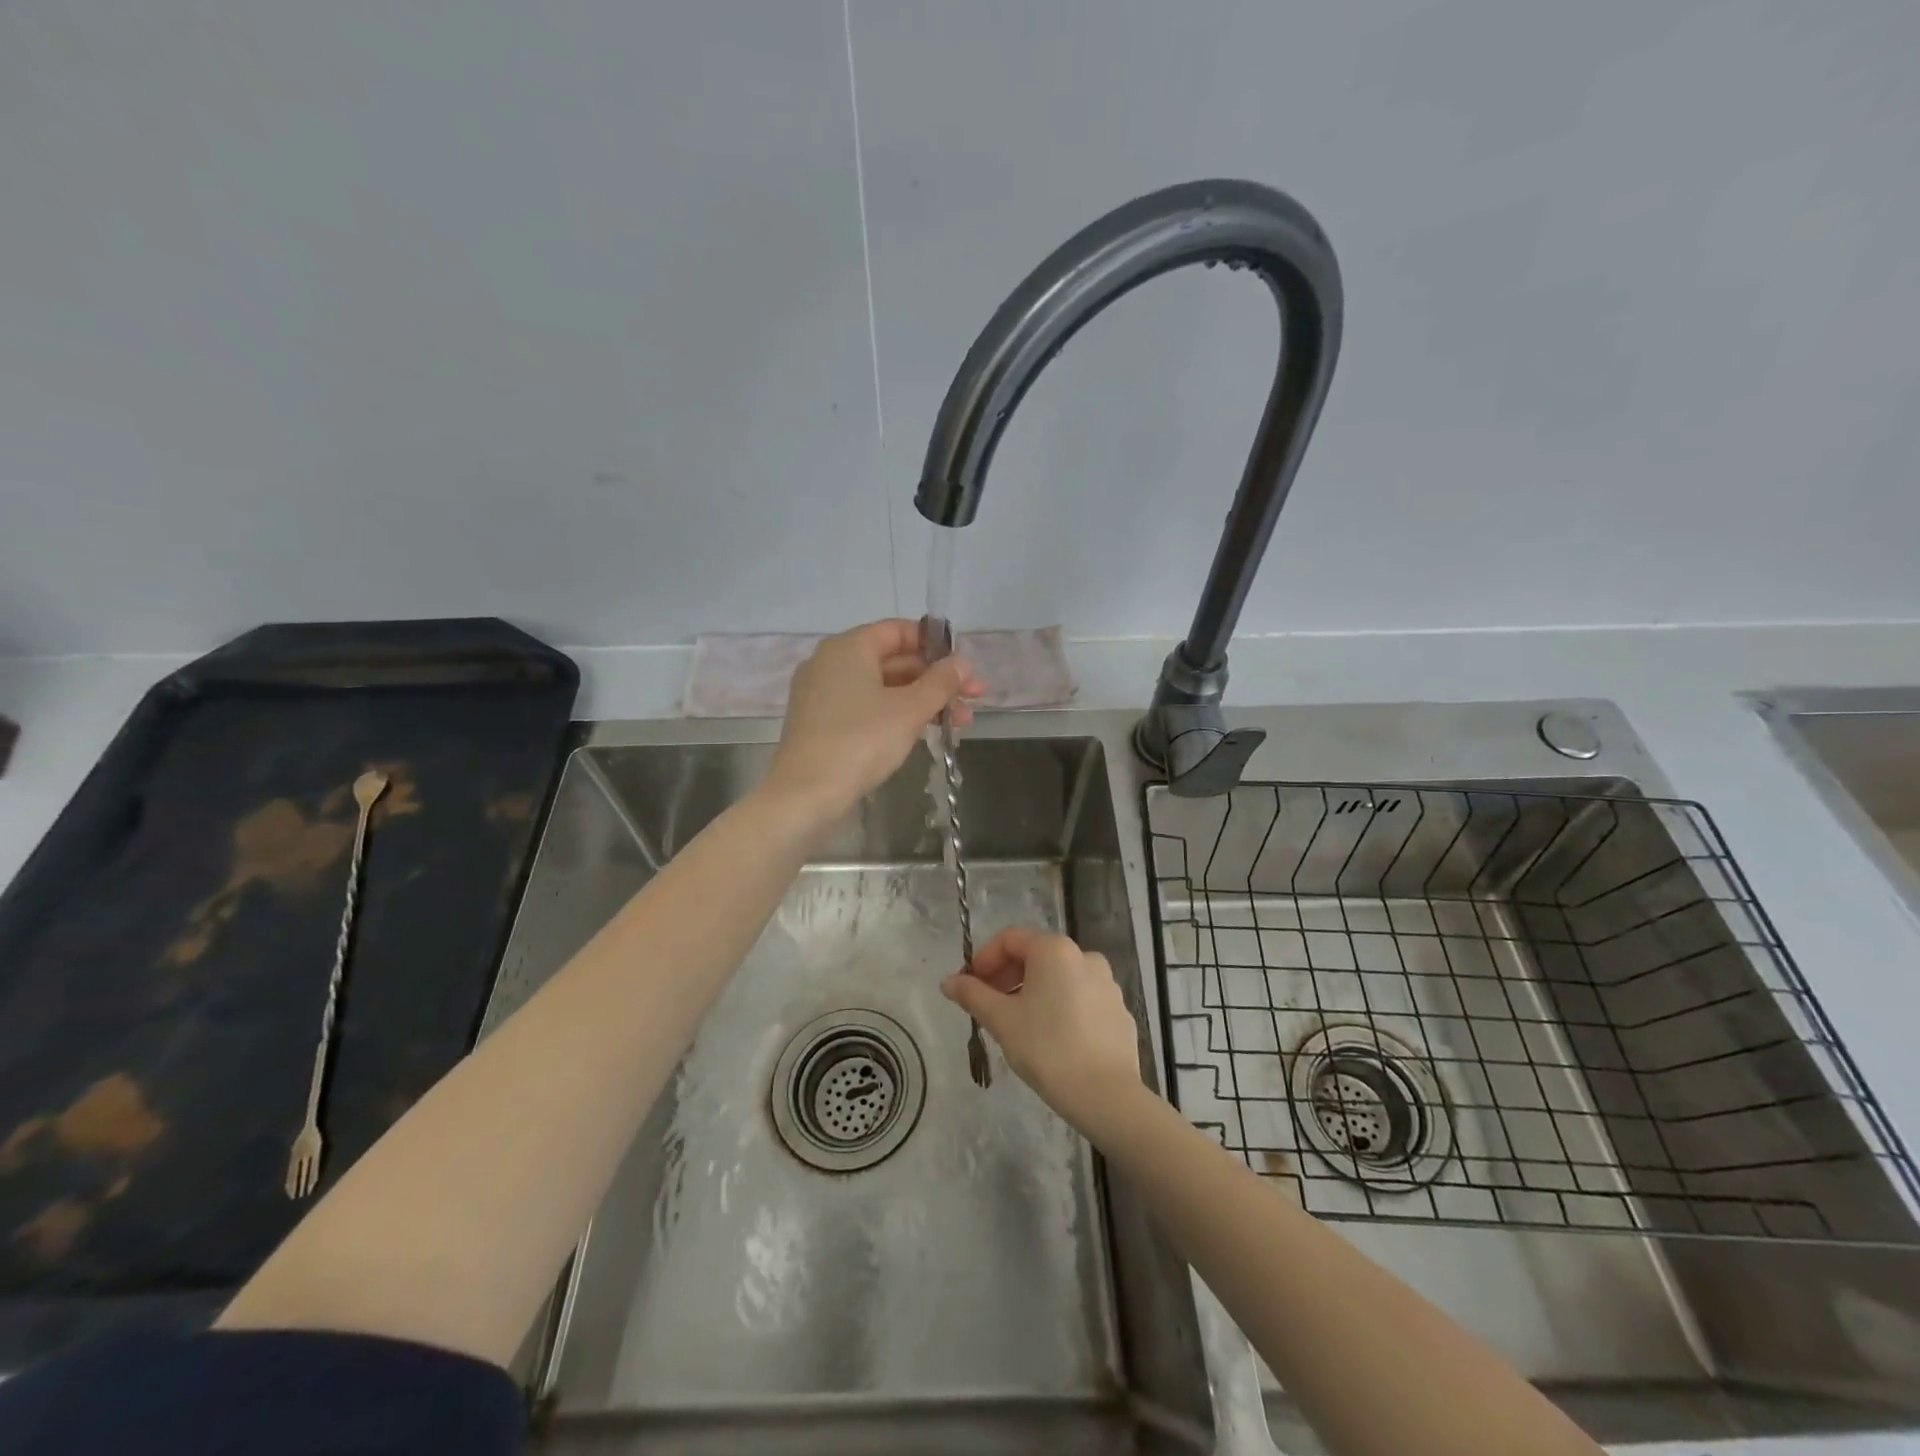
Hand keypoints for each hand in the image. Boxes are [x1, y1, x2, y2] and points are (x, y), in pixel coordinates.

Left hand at [764, 619, 982, 821]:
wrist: (806, 794)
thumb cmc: (861, 741)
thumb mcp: (909, 710)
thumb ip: (940, 683)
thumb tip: (963, 663)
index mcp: (849, 647)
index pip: (898, 631)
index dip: (935, 645)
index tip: (963, 666)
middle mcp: (830, 662)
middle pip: (892, 660)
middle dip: (936, 679)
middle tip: (973, 699)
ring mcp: (822, 693)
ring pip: (881, 687)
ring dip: (922, 700)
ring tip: (960, 722)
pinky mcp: (820, 721)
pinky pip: (865, 706)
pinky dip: (895, 713)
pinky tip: (923, 731)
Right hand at [941, 927, 1144, 1129]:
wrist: (1106, 1095)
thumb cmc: (1047, 1049)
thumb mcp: (1001, 1020)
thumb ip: (973, 995)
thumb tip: (948, 982)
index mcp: (1055, 950)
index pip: (1010, 939)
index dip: (984, 959)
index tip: (969, 987)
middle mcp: (1085, 956)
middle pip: (1036, 955)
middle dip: (1007, 976)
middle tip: (988, 1006)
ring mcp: (1107, 984)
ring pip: (1059, 978)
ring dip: (1033, 992)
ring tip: (1017, 1024)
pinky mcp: (1119, 1011)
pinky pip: (1081, 999)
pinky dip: (1060, 1007)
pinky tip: (1051, 1039)